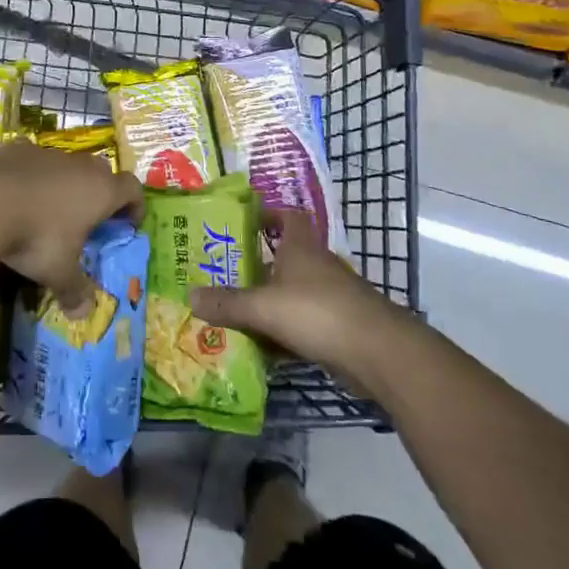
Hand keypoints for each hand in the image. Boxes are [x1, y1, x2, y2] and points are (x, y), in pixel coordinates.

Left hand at [0, 144, 141, 313]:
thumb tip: (84, 314)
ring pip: (65, 165)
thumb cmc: (35, 237)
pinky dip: (30, 176)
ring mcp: (46, 153)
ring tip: (49, 210)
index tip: (127, 225)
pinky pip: (32, 162)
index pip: (132, 188)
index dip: (134, 206)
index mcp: (100, 191)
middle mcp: (79, 166)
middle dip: (99, 193)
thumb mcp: (58, 272)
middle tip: (89, 220)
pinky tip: (14, 196)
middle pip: (101, 172)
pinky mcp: (15, 149)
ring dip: (64, 183)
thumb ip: (74, 291)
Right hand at [188, 220, 395, 370]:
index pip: (287, 216)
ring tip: (233, 312)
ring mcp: (330, 298)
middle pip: (284, 258)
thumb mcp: (263, 307)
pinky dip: (282, 334)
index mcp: (301, 248)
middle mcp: (316, 266)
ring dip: (267, 303)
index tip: (241, 223)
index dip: (267, 215)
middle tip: (223, 274)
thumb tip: (190, 296)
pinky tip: (261, 349)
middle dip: (256, 266)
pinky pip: (302, 324)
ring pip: (291, 294)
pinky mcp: (338, 328)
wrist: (379, 353)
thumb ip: (227, 303)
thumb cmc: (318, 312)